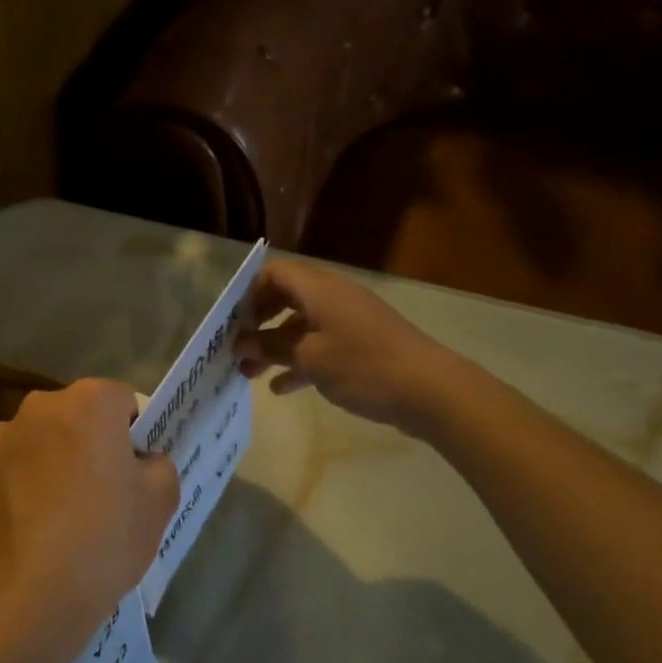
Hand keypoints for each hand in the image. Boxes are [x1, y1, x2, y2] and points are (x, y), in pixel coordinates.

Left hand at [0, 379, 179, 662]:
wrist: (28, 596)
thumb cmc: (104, 540)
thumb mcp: (160, 501)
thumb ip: (158, 463)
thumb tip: (139, 459)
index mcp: (89, 402)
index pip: (120, 400)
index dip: (131, 432)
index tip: (132, 469)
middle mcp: (39, 406)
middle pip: (74, 415)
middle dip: (86, 441)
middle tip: (97, 492)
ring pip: (36, 440)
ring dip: (47, 460)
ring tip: (55, 513)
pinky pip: (5, 467)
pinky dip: (15, 484)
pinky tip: (25, 524)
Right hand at [235, 258, 450, 426]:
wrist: (429, 390)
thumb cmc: (362, 365)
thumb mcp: (308, 357)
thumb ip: (269, 347)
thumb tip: (239, 344)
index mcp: (319, 289)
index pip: (274, 273)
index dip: (248, 294)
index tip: (232, 325)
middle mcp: (333, 297)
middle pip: (285, 298)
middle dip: (258, 324)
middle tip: (237, 350)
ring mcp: (350, 321)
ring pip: (301, 325)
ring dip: (274, 347)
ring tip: (250, 376)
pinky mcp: (361, 345)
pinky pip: (320, 345)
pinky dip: (299, 361)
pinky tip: (282, 388)